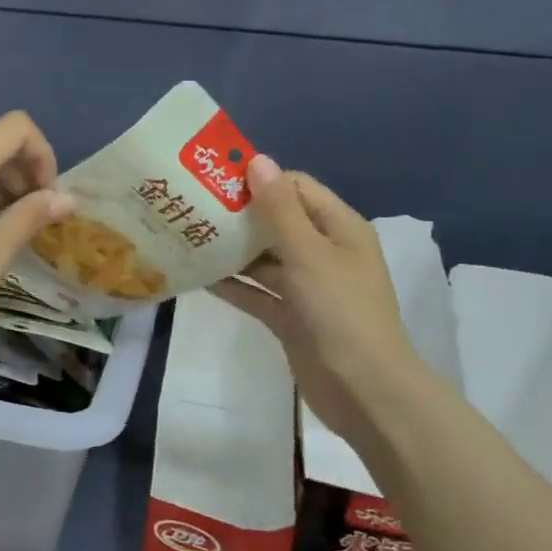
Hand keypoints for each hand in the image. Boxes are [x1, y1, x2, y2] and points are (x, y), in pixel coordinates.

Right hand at [211, 157, 421, 446]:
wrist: (363, 390)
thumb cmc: (340, 311)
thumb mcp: (309, 253)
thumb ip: (279, 209)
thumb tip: (258, 160)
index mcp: (338, 228)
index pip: (296, 188)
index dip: (260, 180)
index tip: (216, 179)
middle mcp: (323, 252)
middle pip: (277, 222)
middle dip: (239, 215)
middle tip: (192, 207)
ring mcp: (306, 287)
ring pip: (264, 259)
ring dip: (232, 250)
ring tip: (187, 237)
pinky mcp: (291, 318)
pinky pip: (257, 293)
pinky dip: (233, 285)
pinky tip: (199, 276)